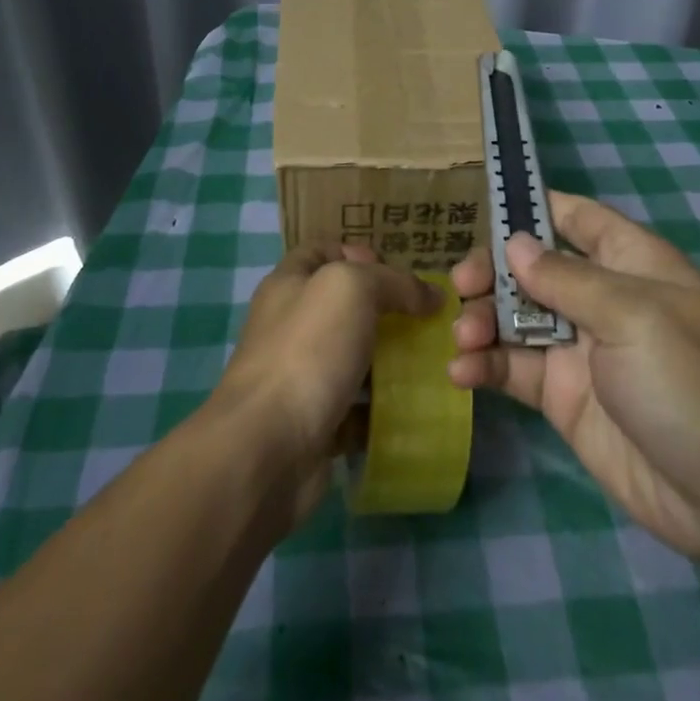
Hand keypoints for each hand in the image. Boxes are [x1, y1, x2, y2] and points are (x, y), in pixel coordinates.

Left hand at [212, 244, 439, 526]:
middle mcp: (291, 326)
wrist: (268, 448)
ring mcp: (301, 377)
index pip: (322, 252)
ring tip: (432, 360)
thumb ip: (393, 282)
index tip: (397, 271)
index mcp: (289, 284)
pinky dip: (383, 409)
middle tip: (427, 318)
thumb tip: (431, 295)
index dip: (357, 252)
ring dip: (390, 361)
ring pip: (354, 359)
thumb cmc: (307, 351)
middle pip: (343, 307)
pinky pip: (357, 410)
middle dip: (386, 309)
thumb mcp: (352, 289)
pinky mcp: (315, 424)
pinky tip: (415, 407)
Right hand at [450, 192, 699, 565]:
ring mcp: (578, 349)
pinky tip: (462, 372)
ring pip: (513, 316)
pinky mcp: (560, 395)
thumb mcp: (631, 316)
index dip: (534, 207)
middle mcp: (600, 298)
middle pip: (532, 267)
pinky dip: (483, 365)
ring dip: (481, 319)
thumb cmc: (687, 383)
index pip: (577, 217)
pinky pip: (512, 368)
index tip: (483, 206)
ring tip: (464, 337)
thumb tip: (514, 243)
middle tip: (461, 286)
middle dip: (492, 270)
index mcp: (630, 263)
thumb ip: (566, 278)